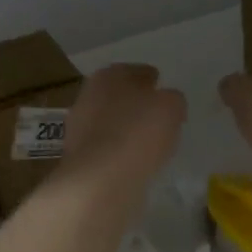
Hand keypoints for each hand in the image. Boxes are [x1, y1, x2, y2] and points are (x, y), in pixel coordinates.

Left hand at [58, 63, 186, 195]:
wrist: (100, 179)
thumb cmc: (138, 132)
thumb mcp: (171, 107)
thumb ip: (173, 99)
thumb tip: (168, 102)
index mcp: (109, 75)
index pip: (136, 72)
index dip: (152, 80)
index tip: (164, 91)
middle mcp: (88, 96)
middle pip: (120, 96)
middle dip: (136, 104)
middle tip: (157, 116)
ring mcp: (79, 127)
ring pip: (110, 122)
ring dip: (126, 129)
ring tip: (149, 142)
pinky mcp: (78, 156)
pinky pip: (106, 147)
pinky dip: (119, 151)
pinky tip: (134, 160)